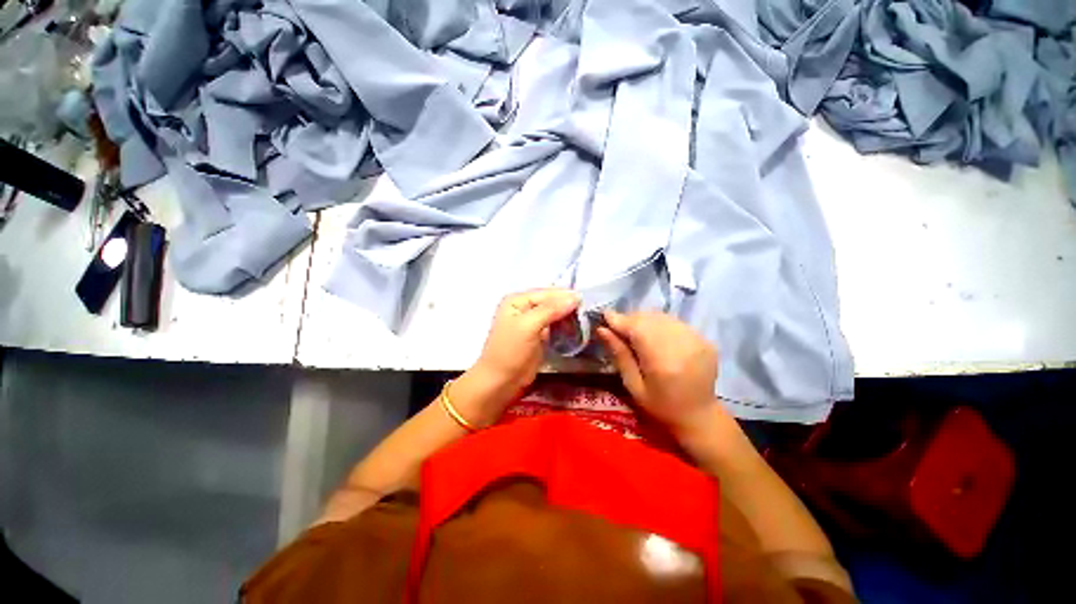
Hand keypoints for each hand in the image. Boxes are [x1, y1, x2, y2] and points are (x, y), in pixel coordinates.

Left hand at [457, 289, 580, 423]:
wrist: (501, 382)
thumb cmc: (510, 351)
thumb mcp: (528, 326)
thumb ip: (551, 309)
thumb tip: (575, 297)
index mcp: (517, 300)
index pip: (546, 293)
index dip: (565, 296)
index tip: (587, 301)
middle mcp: (525, 308)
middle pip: (551, 302)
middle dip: (568, 306)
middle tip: (589, 312)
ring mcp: (532, 322)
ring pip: (555, 314)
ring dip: (569, 317)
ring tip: (586, 320)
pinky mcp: (539, 336)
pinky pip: (555, 326)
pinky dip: (565, 327)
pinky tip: (577, 329)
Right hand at [597, 311, 720, 436]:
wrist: (699, 415)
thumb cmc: (660, 406)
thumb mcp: (633, 386)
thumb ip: (619, 355)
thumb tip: (602, 329)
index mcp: (663, 363)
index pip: (637, 329)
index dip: (619, 320)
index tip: (604, 315)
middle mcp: (682, 346)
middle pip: (649, 319)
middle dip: (630, 319)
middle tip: (618, 327)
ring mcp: (697, 341)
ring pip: (662, 317)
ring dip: (644, 319)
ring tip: (634, 330)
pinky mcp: (704, 339)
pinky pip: (675, 322)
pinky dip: (660, 324)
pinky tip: (654, 335)